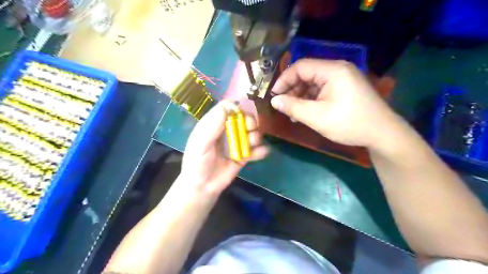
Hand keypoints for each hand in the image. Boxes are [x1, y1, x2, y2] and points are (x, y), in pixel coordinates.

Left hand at [181, 101, 267, 194]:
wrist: (202, 187)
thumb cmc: (196, 163)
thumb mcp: (201, 144)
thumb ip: (212, 128)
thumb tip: (225, 109)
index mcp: (213, 124)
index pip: (226, 108)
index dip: (235, 107)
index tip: (241, 114)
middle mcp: (226, 131)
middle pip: (242, 118)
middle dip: (250, 121)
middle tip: (251, 128)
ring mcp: (236, 143)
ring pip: (251, 133)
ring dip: (256, 135)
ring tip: (253, 143)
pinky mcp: (243, 156)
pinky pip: (254, 150)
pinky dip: (260, 150)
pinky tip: (262, 152)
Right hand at [271, 59, 399, 148]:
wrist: (382, 134)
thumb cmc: (349, 123)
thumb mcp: (317, 117)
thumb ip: (293, 107)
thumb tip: (274, 100)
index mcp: (333, 70)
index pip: (300, 67)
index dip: (284, 80)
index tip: (274, 96)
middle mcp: (338, 69)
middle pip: (307, 74)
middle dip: (292, 90)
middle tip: (283, 106)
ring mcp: (343, 79)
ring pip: (313, 83)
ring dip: (301, 96)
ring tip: (293, 113)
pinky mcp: (345, 88)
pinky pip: (322, 89)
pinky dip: (311, 99)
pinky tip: (306, 112)